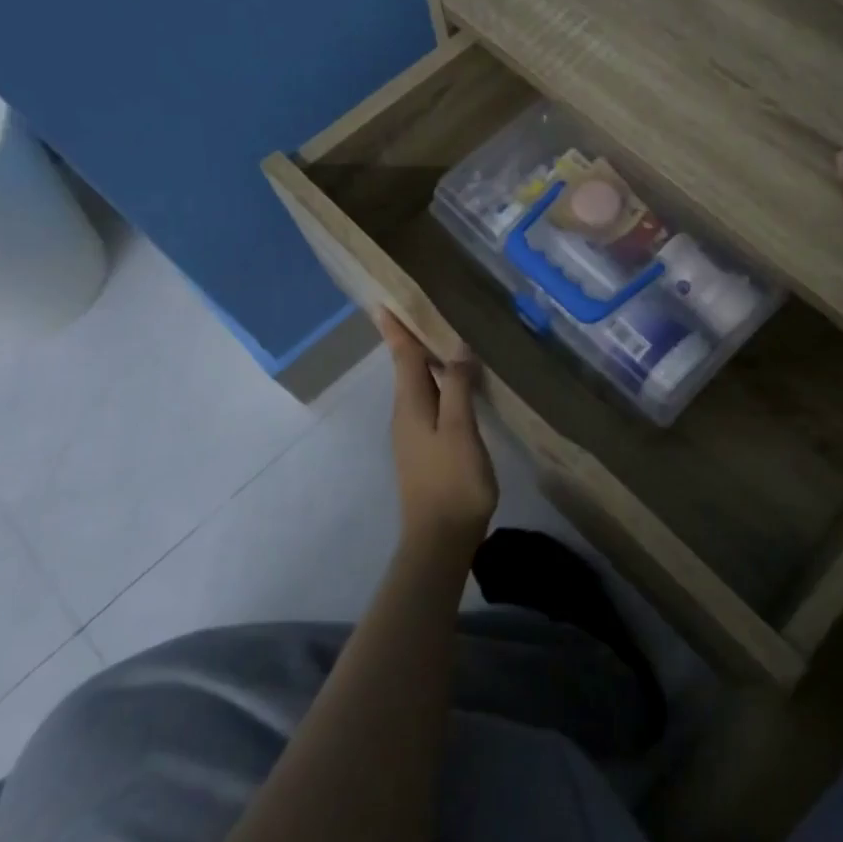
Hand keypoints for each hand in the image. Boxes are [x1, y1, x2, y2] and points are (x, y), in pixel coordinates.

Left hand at [378, 311, 497, 548]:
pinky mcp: (425, 450)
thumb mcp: (459, 429)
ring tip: (443, 340)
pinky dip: (438, 385)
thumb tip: (457, 349)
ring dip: (425, 362)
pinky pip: (428, 404)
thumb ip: (457, 387)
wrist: (439, 539)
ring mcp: (413, 434)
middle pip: (406, 368)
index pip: (403, 356)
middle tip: (422, 311)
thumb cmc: (452, 480)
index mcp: (411, 404)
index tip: (383, 303)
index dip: (396, 329)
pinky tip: (455, 386)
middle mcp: (406, 414)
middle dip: (411, 340)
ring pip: (417, 387)